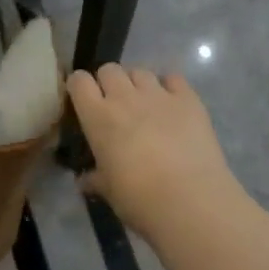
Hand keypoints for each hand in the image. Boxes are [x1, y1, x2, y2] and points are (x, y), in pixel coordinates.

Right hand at [67, 65, 240, 236]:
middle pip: (110, 69)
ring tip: (144, 104)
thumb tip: (85, 180)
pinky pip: (173, 78)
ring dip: (137, 84)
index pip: (79, 82)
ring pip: (140, 71)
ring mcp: (159, 94)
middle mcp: (125, 97)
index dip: (79, 87)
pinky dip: (169, 86)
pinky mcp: (188, 99)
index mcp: (98, 117)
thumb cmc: (139, 198)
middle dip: (109, 82)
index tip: (83, 100)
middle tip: (115, 105)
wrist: (189, 199)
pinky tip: (172, 104)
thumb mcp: (109, 191)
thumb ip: (95, 179)